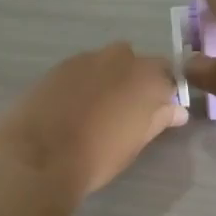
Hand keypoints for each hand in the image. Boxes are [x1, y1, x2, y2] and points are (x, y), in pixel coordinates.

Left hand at [0, 43, 186, 198]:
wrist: (39, 156)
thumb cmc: (98, 155)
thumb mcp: (136, 142)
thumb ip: (158, 119)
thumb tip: (177, 110)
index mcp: (146, 77)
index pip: (167, 74)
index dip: (164, 92)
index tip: (159, 111)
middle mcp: (119, 59)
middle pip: (136, 62)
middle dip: (136, 80)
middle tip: (127, 110)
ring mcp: (86, 59)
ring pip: (106, 62)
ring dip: (109, 78)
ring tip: (98, 108)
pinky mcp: (59, 66)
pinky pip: (81, 69)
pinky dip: (84, 82)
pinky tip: (73, 105)